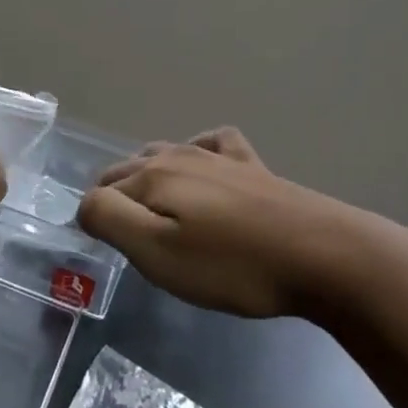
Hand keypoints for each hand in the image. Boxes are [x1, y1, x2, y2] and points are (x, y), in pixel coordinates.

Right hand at [77, 128, 356, 318]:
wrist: (321, 254)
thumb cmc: (232, 263)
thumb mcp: (157, 252)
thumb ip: (110, 220)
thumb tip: (86, 204)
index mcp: (152, 177)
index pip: (100, 195)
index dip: (96, 222)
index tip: (107, 253)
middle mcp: (178, 156)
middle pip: (127, 170)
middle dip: (114, 197)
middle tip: (123, 239)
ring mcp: (218, 157)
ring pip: (163, 154)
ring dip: (147, 176)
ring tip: (151, 208)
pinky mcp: (251, 166)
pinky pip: (212, 144)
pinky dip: (196, 152)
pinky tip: (203, 167)